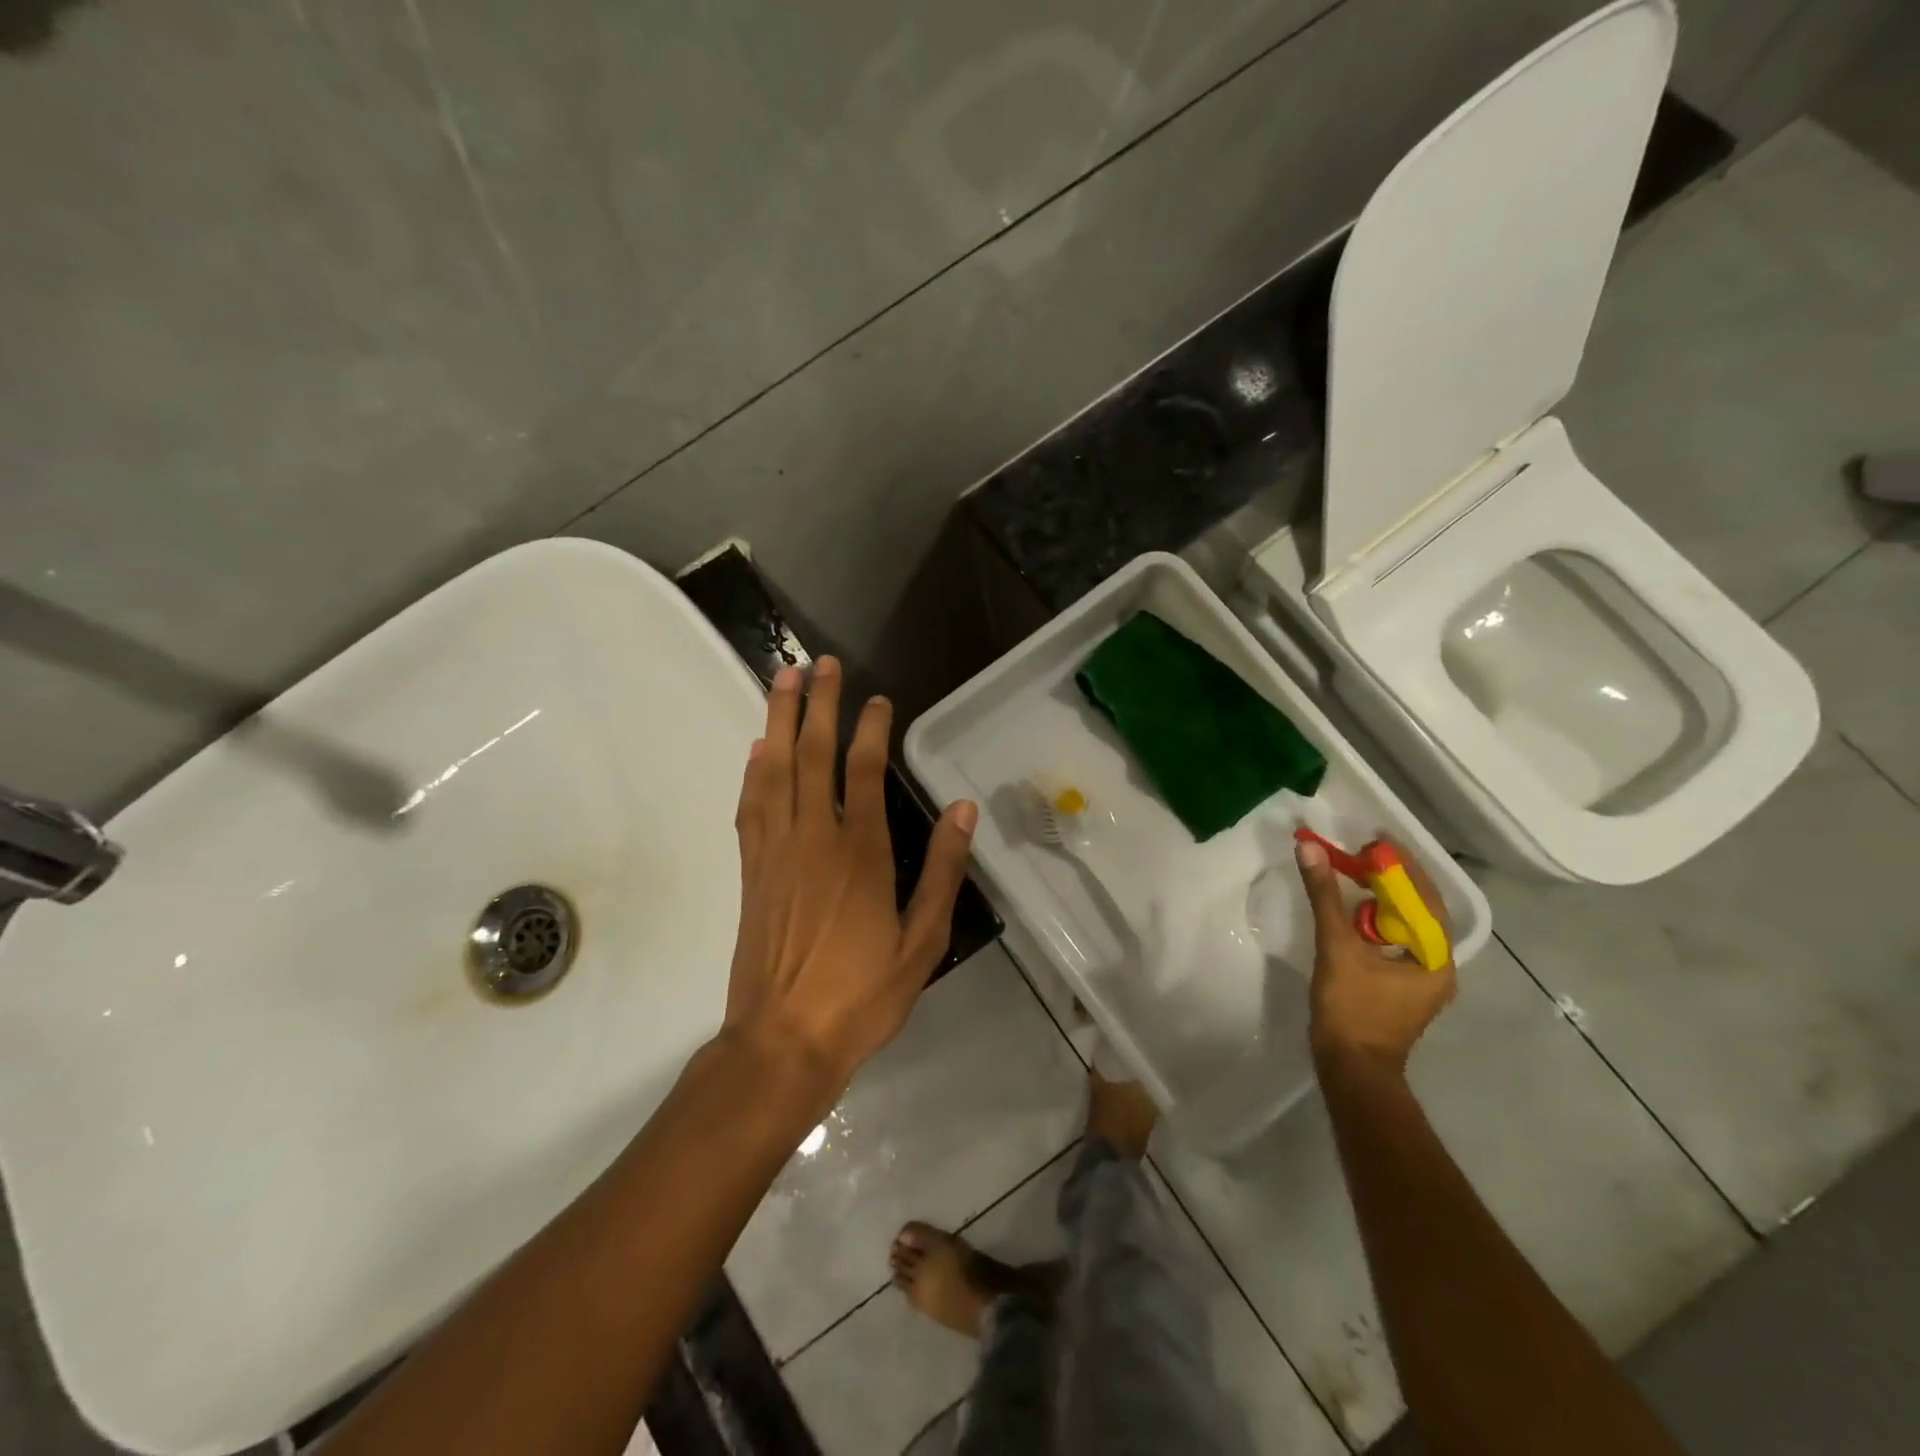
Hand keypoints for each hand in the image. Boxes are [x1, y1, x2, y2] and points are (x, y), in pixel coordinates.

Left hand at [722, 657, 978, 1095]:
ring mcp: (775, 851)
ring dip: (776, 720)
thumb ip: (942, 872)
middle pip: (811, 754)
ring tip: (781, 679)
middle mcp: (813, 838)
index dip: (871, 728)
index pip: (865, 770)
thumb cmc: (862, 994)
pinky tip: (756, 750)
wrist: (783, 1041)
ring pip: (773, 770)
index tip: (878, 699)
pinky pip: (750, 806)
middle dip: (816, 704)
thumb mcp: (922, 942)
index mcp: (860, 852)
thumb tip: (962, 811)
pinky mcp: (751, 870)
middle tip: (818, 662)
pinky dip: (752, 771)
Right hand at [1296, 838, 1454, 1076]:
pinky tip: (1352, 911)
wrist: (1351, 1069)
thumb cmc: (1352, 1010)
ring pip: (1405, 926)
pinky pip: (1393, 940)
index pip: (1427, 898)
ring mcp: (1420, 979)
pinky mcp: (1400, 987)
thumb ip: (1325, 897)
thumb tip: (1311, 849)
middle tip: (1362, 853)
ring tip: (1355, 873)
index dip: (1404, 866)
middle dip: (1392, 880)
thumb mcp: (1336, 947)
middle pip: (1419, 910)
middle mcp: (1437, 966)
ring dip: (1382, 899)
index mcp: (1435, 958)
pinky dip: (1375, 920)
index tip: (1377, 841)